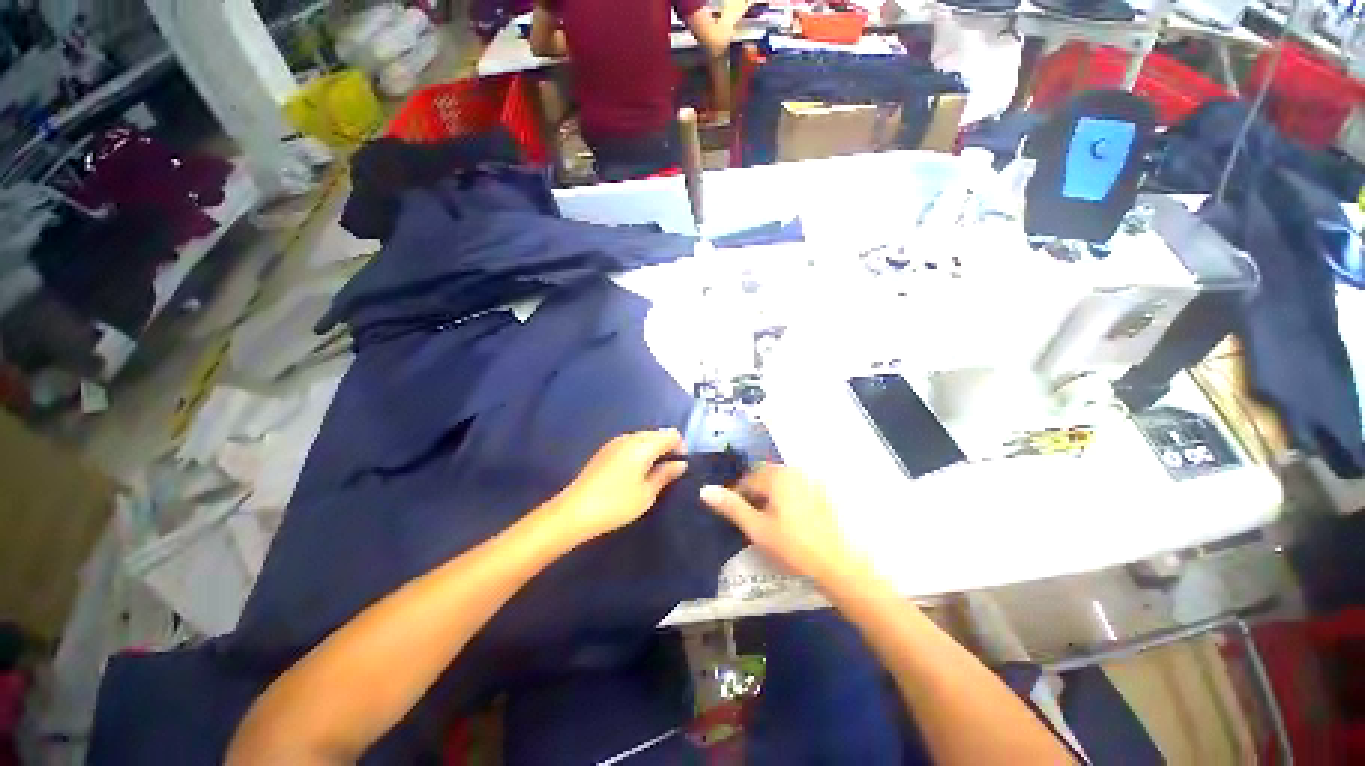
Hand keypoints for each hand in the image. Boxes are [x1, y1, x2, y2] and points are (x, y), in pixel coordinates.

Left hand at [550, 429, 687, 544]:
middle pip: (656, 433)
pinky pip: (630, 443)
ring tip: (655, 471)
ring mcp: (615, 442)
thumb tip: (681, 463)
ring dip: (653, 449)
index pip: (671, 434)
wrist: (574, 511)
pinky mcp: (605, 450)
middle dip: (667, 446)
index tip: (682, 464)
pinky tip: (637, 470)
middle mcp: (629, 437)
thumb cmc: (616, 503)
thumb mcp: (646, 492)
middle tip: (671, 469)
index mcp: (643, 445)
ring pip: (642, 437)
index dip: (681, 446)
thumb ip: (665, 474)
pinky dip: (639, 451)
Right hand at [700, 465, 860, 584]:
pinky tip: (790, 520)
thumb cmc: (793, 546)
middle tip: (752, 518)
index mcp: (777, 476)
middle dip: (755, 493)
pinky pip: (796, 487)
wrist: (837, 565)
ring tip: (769, 520)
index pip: (748, 479)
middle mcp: (794, 471)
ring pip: (781, 481)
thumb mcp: (757, 528)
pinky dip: (787, 497)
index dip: (738, 495)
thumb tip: (705, 489)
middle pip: (765, 476)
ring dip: (770, 494)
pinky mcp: (822, 493)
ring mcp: (811, 481)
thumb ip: (732, 506)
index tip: (736, 515)